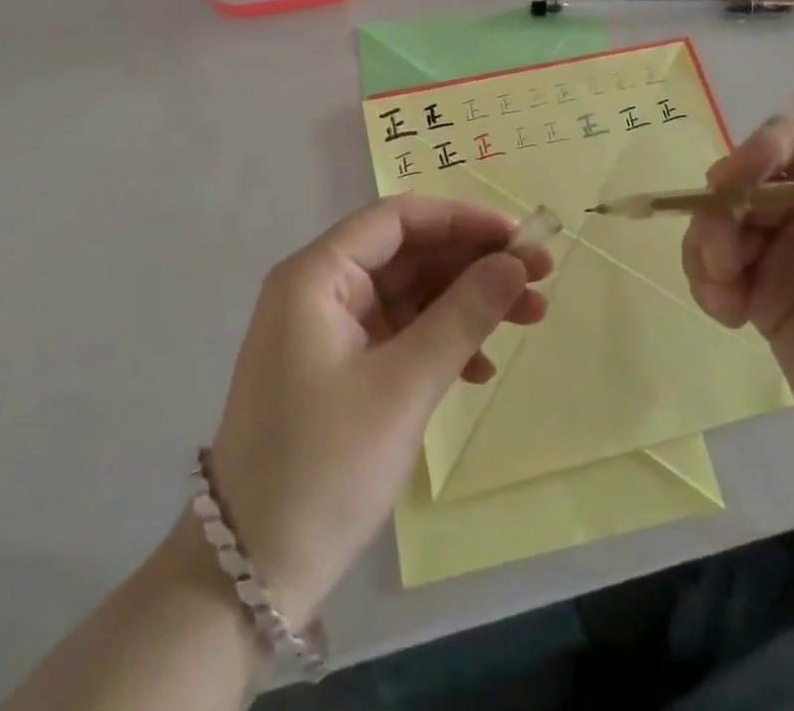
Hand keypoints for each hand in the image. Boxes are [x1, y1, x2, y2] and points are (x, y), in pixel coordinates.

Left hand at [207, 196, 549, 622]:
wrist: (253, 574)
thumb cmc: (325, 465)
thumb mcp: (404, 385)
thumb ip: (464, 315)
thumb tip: (515, 262)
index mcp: (317, 275)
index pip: (398, 219)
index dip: (462, 220)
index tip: (519, 236)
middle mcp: (319, 290)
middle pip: (408, 254)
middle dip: (474, 264)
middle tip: (540, 278)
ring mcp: (327, 330)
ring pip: (410, 294)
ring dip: (467, 303)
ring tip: (531, 317)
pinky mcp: (338, 368)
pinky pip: (399, 333)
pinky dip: (441, 341)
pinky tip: (480, 368)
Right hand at [682, 78, 793, 509]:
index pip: (789, 144)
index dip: (752, 157)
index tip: (727, 187)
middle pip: (748, 187)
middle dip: (722, 218)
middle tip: (716, 261)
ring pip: (727, 228)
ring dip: (710, 255)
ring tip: (720, 299)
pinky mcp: (773, 301)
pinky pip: (724, 270)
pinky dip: (713, 285)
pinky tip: (724, 315)